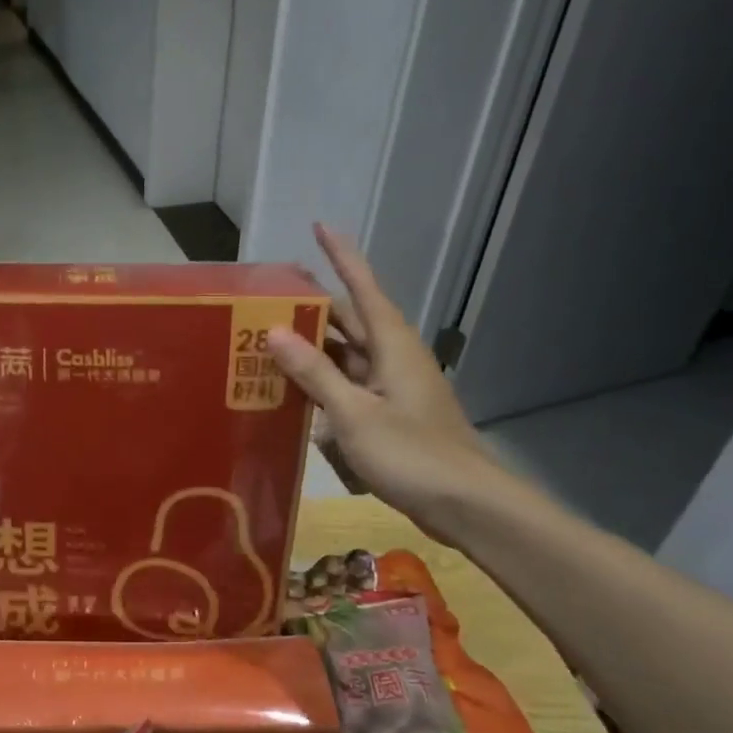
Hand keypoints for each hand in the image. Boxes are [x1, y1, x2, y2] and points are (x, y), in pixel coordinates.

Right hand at [268, 224, 511, 538]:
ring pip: (345, 356)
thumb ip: (314, 373)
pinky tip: (291, 392)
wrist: (466, 505)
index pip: (363, 287)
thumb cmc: (412, 453)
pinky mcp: (389, 415)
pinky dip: (321, 383)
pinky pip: (347, 386)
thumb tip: (274, 332)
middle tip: (268, 296)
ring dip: (311, 348)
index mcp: (392, 345)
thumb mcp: (354, 413)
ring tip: (266, 340)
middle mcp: (393, 358)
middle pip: (349, 320)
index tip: (318, 227)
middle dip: (312, 306)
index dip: (341, 256)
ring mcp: (392, 388)